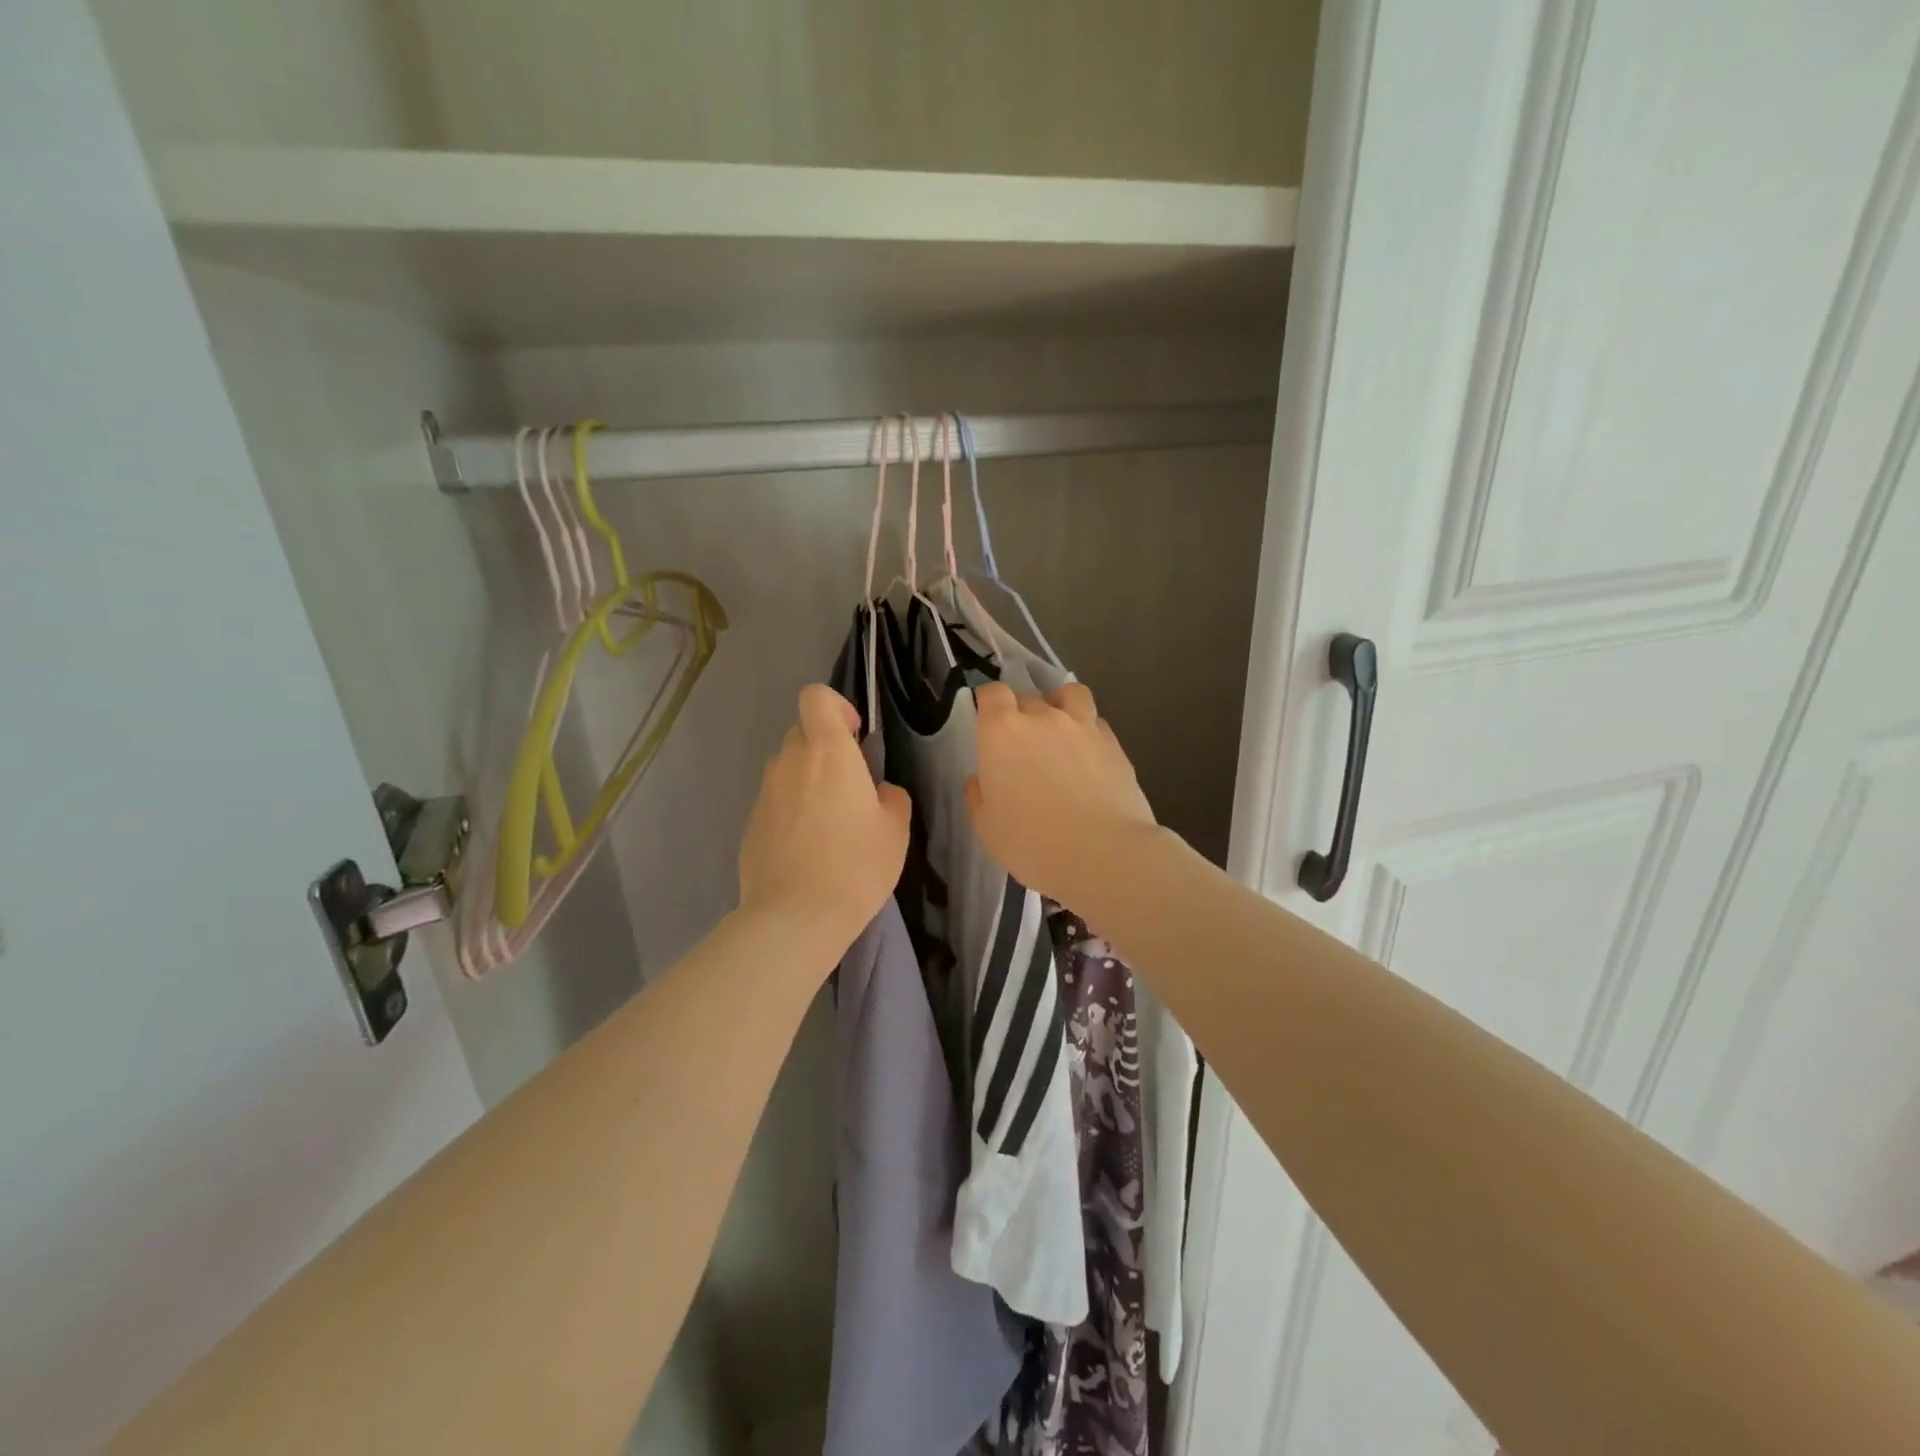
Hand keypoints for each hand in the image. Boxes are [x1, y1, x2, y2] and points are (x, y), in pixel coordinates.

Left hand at [738, 685, 910, 951]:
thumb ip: (891, 797)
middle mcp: (790, 762)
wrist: (795, 917)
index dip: (836, 708)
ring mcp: (764, 794)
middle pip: (802, 733)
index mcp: (828, 752)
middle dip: (825, 750)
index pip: (816, 697)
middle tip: (850, 789)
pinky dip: (791, 812)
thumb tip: (880, 792)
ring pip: (787, 769)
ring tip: (828, 824)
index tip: (855, 738)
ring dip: (807, 781)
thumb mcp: (896, 830)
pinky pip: (775, 802)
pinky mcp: (750, 825)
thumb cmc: (856, 865)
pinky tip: (807, 851)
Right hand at [965, 682, 1155, 907]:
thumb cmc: (1032, 843)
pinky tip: (1087, 751)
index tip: (987, 717)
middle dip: (1020, 711)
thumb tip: (980, 780)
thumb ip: (979, 796)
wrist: (1102, 854)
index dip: (988, 701)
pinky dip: (1087, 728)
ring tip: (1059, 727)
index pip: (992, 693)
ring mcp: (1082, 727)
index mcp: (1003, 732)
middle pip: (1027, 696)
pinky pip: (1096, 721)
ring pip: (1070, 694)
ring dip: (1060, 704)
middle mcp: (1043, 718)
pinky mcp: (1113, 743)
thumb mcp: (988, 828)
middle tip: (1020, 741)